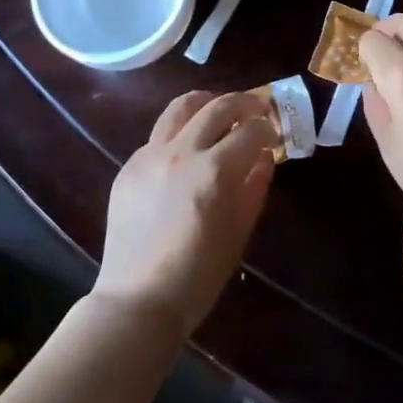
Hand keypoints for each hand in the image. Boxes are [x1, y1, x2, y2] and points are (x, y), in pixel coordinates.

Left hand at [92, 90, 276, 338]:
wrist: (139, 299)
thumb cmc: (198, 276)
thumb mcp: (238, 234)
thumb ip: (253, 189)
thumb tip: (264, 158)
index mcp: (213, 172)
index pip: (249, 132)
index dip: (267, 129)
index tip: (273, 133)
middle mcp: (180, 153)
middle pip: (217, 107)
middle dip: (243, 103)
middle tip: (256, 108)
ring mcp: (149, 155)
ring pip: (180, 107)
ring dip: (206, 102)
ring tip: (219, 109)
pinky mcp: (128, 165)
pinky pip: (158, 136)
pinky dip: (179, 132)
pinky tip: (186, 150)